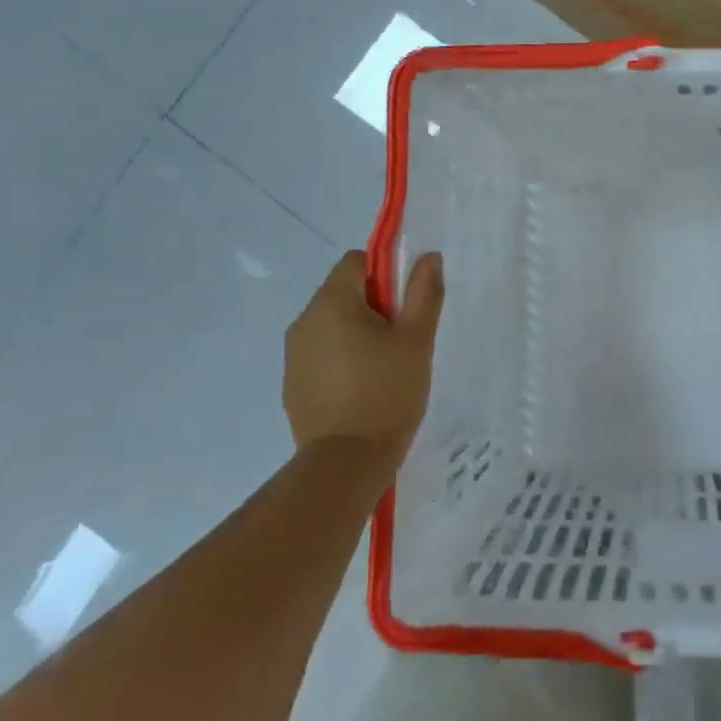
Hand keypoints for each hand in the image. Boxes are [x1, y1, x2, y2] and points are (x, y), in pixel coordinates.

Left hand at [282, 250, 443, 464]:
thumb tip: (428, 256)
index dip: (385, 273)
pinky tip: (363, 391)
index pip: (356, 261)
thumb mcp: (417, 339)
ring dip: (357, 334)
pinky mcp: (292, 386)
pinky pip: (321, 356)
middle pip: (343, 293)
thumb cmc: (388, 392)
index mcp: (332, 302)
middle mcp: (304, 321)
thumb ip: (424, 293)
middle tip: (402, 339)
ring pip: (332, 326)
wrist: (346, 463)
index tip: (405, 306)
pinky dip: (342, 362)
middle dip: (373, 307)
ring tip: (385, 368)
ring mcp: (293, 356)